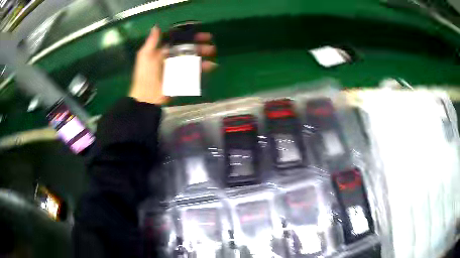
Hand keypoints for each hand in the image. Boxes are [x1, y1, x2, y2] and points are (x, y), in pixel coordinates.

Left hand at [129, 26, 216, 104]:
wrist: (148, 95)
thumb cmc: (146, 74)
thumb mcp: (146, 55)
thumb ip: (152, 42)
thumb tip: (156, 26)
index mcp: (163, 51)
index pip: (178, 40)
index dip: (188, 36)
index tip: (199, 32)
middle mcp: (172, 57)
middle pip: (188, 48)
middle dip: (199, 44)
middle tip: (209, 40)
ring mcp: (178, 68)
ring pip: (192, 58)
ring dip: (203, 54)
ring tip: (212, 52)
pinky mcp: (182, 78)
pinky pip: (194, 71)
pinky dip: (203, 68)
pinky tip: (210, 65)